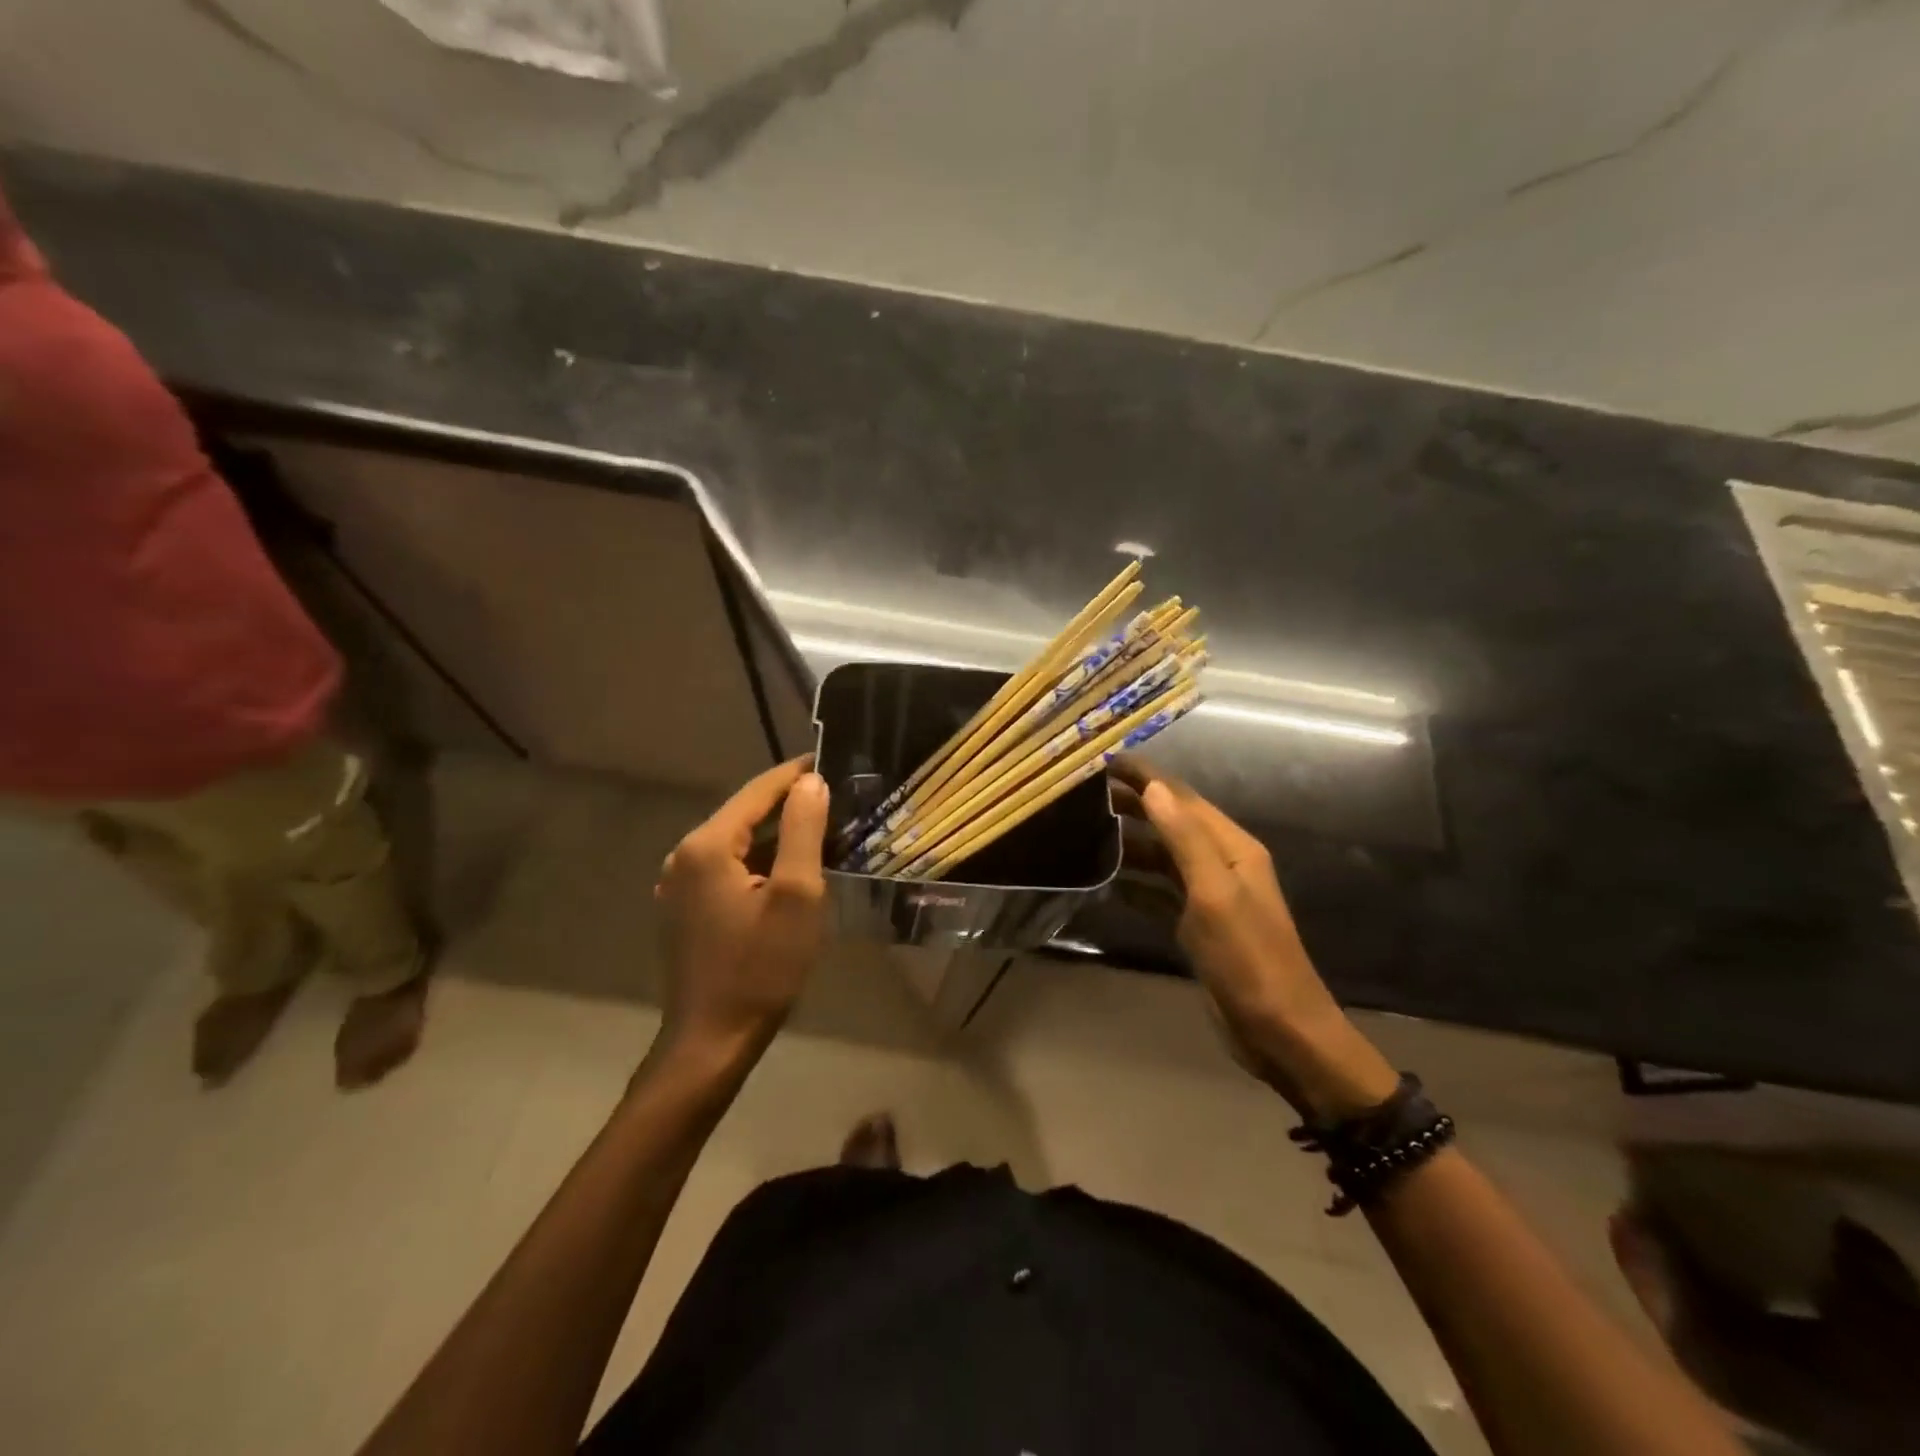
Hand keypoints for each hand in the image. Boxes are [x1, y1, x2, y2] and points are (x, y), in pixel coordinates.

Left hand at [654, 758, 830, 1063]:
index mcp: (708, 845)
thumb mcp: (797, 895)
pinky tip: (788, 871)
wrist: (712, 1039)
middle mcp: (684, 855)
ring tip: (822, 832)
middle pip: (744, 814)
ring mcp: (679, 883)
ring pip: (737, 842)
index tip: (830, 762)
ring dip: (777, 835)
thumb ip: (804, 830)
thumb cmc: (761, 967)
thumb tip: (811, 782)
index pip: (758, 791)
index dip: (796, 774)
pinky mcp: (684, 907)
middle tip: (836, 802)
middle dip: (789, 805)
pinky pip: (727, 867)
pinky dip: (759, 860)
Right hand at [1115, 761, 1396, 1120]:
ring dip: (1130, 842)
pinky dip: (1135, 883)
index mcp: (1232, 847)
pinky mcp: (1197, 924)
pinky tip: (1107, 882)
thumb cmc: (1249, 960)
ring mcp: (1209, 895)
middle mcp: (1222, 863)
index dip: (1145, 776)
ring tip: (1087, 831)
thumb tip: (1153, 788)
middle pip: (1171, 821)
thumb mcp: (1215, 895)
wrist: (1281, 1032)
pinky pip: (1160, 892)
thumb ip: (1185, 839)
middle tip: (1084, 793)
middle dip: (1132, 804)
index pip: (1182, 797)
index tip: (1103, 759)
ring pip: (1163, 856)